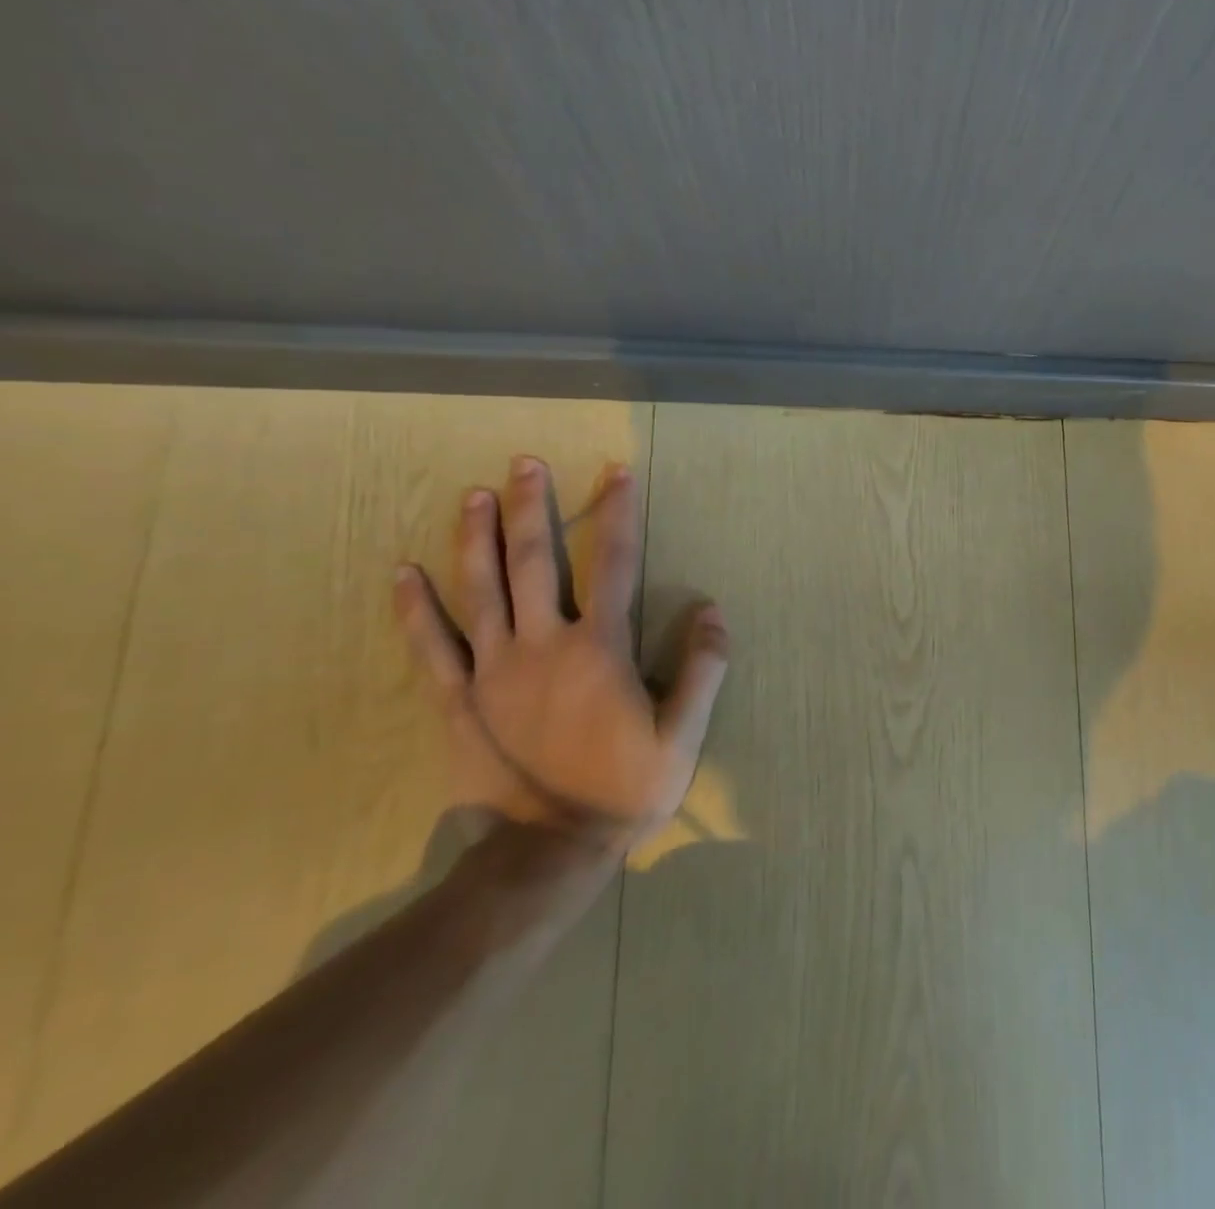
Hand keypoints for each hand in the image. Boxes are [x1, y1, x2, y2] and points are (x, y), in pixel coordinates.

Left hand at [392, 454, 727, 851]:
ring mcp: (492, 670)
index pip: (614, 563)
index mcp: (599, 648)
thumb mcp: (683, 734)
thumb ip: (702, 668)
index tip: (617, 473)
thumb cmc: (624, 789)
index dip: (619, 514)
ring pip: (481, 590)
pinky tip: (402, 573)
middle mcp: (543, 644)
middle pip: (535, 561)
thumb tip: (711, 609)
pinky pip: (431, 646)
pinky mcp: (458, 700)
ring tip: (472, 495)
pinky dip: (415, 609)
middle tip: (525, 462)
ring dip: (476, 538)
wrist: (548, 852)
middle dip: (532, 507)